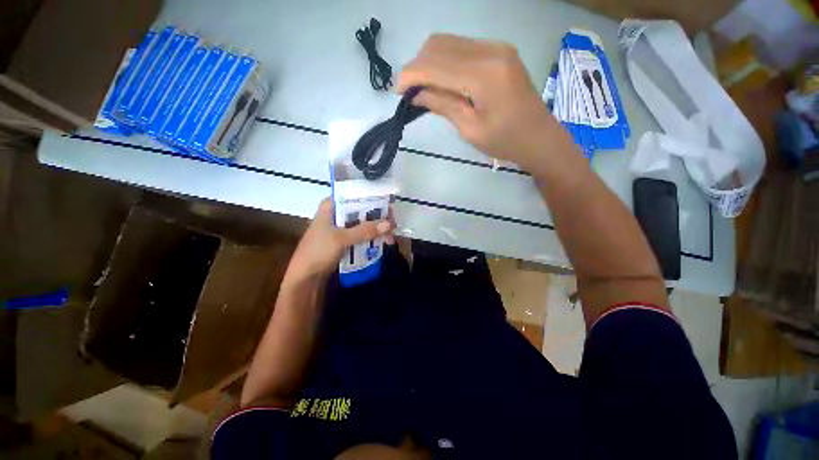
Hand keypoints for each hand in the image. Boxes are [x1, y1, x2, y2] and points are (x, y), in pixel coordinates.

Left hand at [282, 198, 394, 288]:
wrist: (305, 277)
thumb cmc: (318, 252)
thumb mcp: (341, 239)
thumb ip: (365, 230)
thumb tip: (389, 224)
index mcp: (332, 206)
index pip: (356, 196)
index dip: (374, 200)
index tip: (389, 209)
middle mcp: (337, 213)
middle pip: (363, 210)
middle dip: (379, 219)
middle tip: (393, 227)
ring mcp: (341, 227)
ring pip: (364, 223)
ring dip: (377, 230)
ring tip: (390, 239)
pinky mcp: (345, 239)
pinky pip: (362, 234)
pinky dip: (372, 237)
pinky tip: (383, 242)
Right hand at [397, 34, 572, 170]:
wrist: (539, 136)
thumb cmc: (505, 141)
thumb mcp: (470, 129)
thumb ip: (442, 105)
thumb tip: (416, 94)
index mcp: (484, 75)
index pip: (435, 65)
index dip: (411, 75)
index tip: (397, 92)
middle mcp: (490, 50)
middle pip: (438, 45)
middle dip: (417, 67)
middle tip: (409, 92)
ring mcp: (496, 46)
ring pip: (448, 42)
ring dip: (429, 62)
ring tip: (423, 87)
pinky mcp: (498, 50)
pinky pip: (462, 47)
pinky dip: (444, 61)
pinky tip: (442, 81)